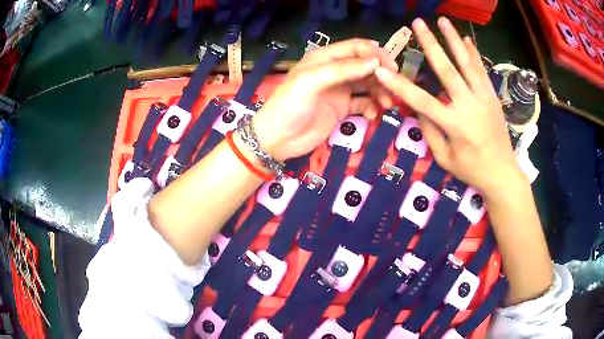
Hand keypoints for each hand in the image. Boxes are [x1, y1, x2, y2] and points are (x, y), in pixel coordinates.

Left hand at [253, 39, 398, 161]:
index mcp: (325, 58)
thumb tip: (375, 62)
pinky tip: (373, 115)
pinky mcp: (341, 109)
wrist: (278, 139)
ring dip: (379, 92)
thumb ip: (343, 69)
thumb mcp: (313, 81)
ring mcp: (339, 90)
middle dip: (381, 74)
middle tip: (394, 88)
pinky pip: (362, 104)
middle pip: (364, 66)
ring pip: (367, 85)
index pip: (356, 48)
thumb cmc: (290, 106)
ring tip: (387, 104)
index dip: (375, 53)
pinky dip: (371, 108)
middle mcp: (334, 71)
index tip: (391, 67)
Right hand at [374, 18, 524, 196]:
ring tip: (443, 20)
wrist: (503, 173)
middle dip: (430, 44)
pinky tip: (466, 39)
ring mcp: (483, 98)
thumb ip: (430, 132)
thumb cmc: (472, 170)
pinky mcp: (493, 97)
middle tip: (417, 23)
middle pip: (447, 70)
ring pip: (467, 64)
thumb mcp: (445, 158)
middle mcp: (469, 106)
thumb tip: (419, 109)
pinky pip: (482, 71)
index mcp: (454, 125)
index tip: (381, 70)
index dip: (399, 85)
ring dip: (454, 40)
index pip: (421, 101)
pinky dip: (474, 53)